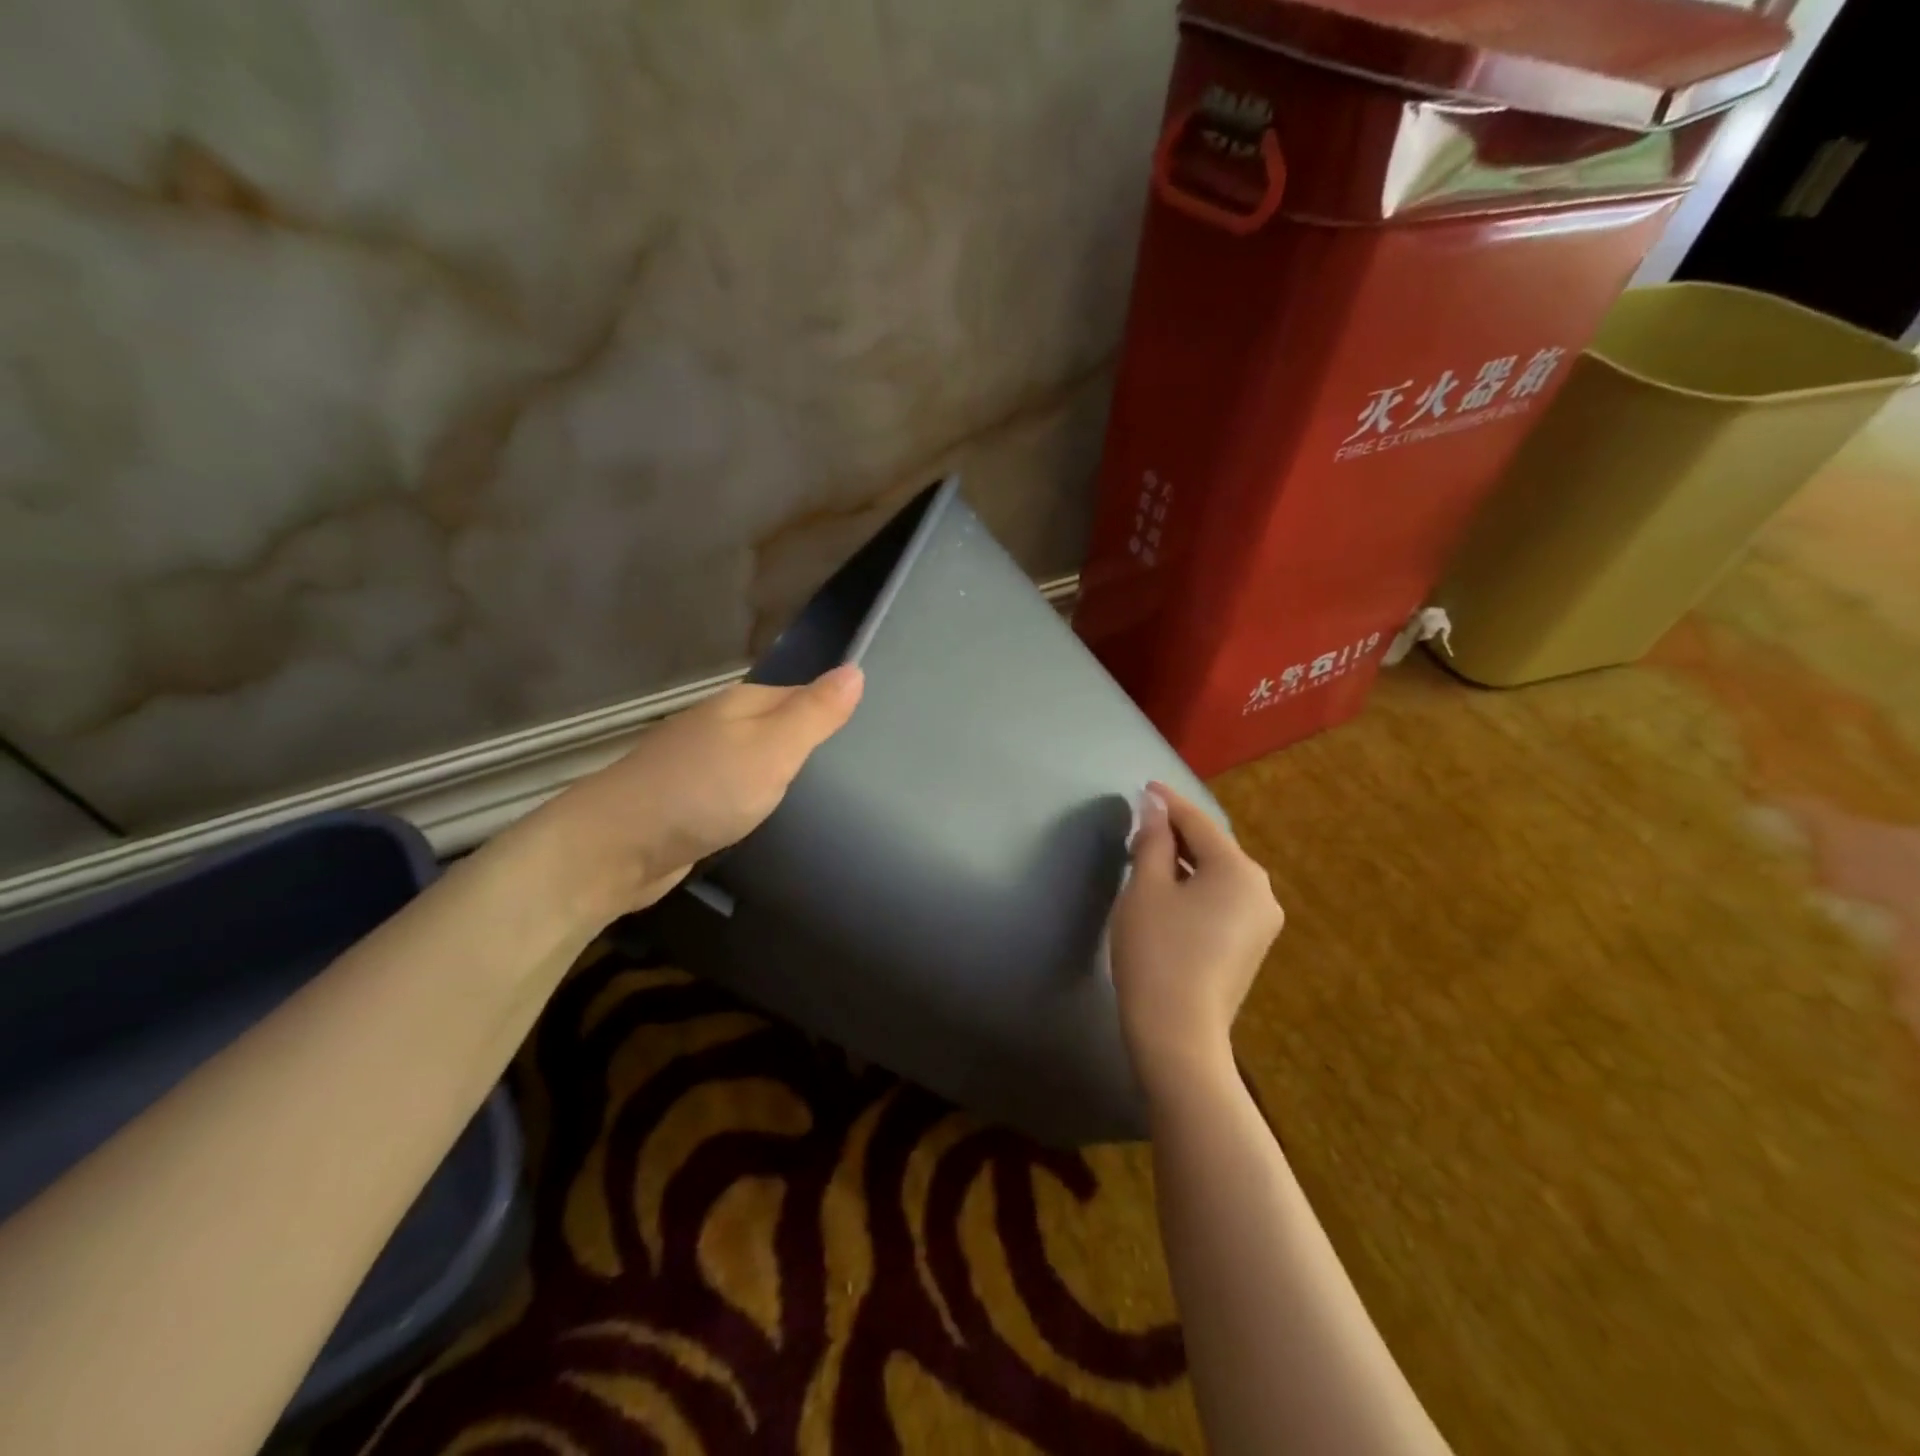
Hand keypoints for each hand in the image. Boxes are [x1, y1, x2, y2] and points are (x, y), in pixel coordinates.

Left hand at [535, 664, 863, 917]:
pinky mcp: (687, 801)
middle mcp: (719, 725)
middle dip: (809, 744)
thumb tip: (855, 669)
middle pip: (777, 726)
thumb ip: (814, 713)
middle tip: (856, 775)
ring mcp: (698, 763)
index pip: (801, 695)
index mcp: (741, 704)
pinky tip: (772, 817)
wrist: (616, 847)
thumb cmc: (703, 792)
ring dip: (782, 774)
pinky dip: (756, 799)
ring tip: (824, 798)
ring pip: (756, 760)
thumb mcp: (772, 749)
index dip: (831, 712)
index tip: (870, 739)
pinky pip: (736, 790)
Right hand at [1109, 782, 1283, 1082]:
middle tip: (1141, 823)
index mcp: (1239, 870)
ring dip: (1184, 861)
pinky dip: (1195, 887)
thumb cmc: (1157, 951)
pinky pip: (1222, 899)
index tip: (1144, 786)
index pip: (1198, 823)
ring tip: (1148, 853)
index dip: (1168, 802)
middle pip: (1213, 848)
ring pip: (1217, 875)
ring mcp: (1261, 921)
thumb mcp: (1146, 888)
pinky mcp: (1251, 946)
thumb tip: (1155, 807)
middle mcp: (1261, 890)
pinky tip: (1169, 891)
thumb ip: (1153, 840)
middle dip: (1176, 832)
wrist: (1178, 1032)